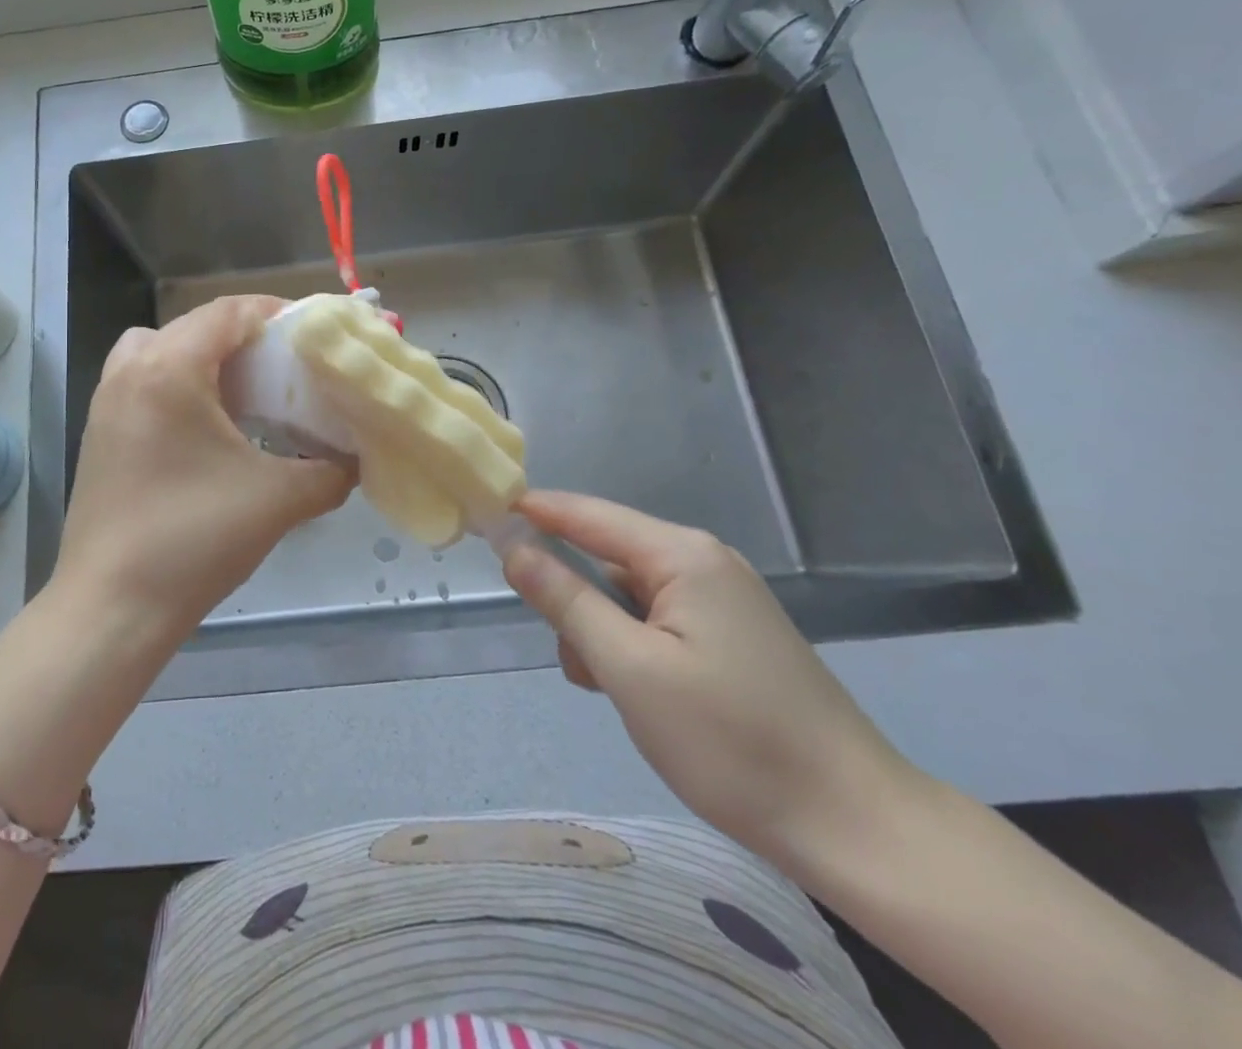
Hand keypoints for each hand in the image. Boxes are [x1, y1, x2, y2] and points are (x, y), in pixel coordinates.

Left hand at [54, 295, 354, 639]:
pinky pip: (143, 381)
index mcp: (169, 370)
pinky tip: (209, 428)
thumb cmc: (194, 540)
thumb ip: (330, 472)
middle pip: (195, 325)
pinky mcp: (99, 432)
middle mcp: (130, 371)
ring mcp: (106, 401)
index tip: (315, 333)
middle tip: (287, 365)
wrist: (112, 608)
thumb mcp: (277, 501)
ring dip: (205, 358)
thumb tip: (354, 461)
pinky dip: (179, 384)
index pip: (228, 312)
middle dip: (246, 337)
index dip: (276, 312)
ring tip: (246, 392)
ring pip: (161, 350)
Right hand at [503, 490, 919, 867]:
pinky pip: (656, 620)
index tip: (483, 517)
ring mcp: (721, 599)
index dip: (532, 512)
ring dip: (602, 632)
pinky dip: (631, 647)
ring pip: (626, 594)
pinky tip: (641, 695)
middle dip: (574, 599)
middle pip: (605, 556)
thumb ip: (566, 600)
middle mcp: (702, 562)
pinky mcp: (730, 635)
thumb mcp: (629, 669)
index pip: (585, 513)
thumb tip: (514, 548)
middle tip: (575, 661)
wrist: (855, 825)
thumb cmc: (731, 741)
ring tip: (613, 691)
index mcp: (681, 555)